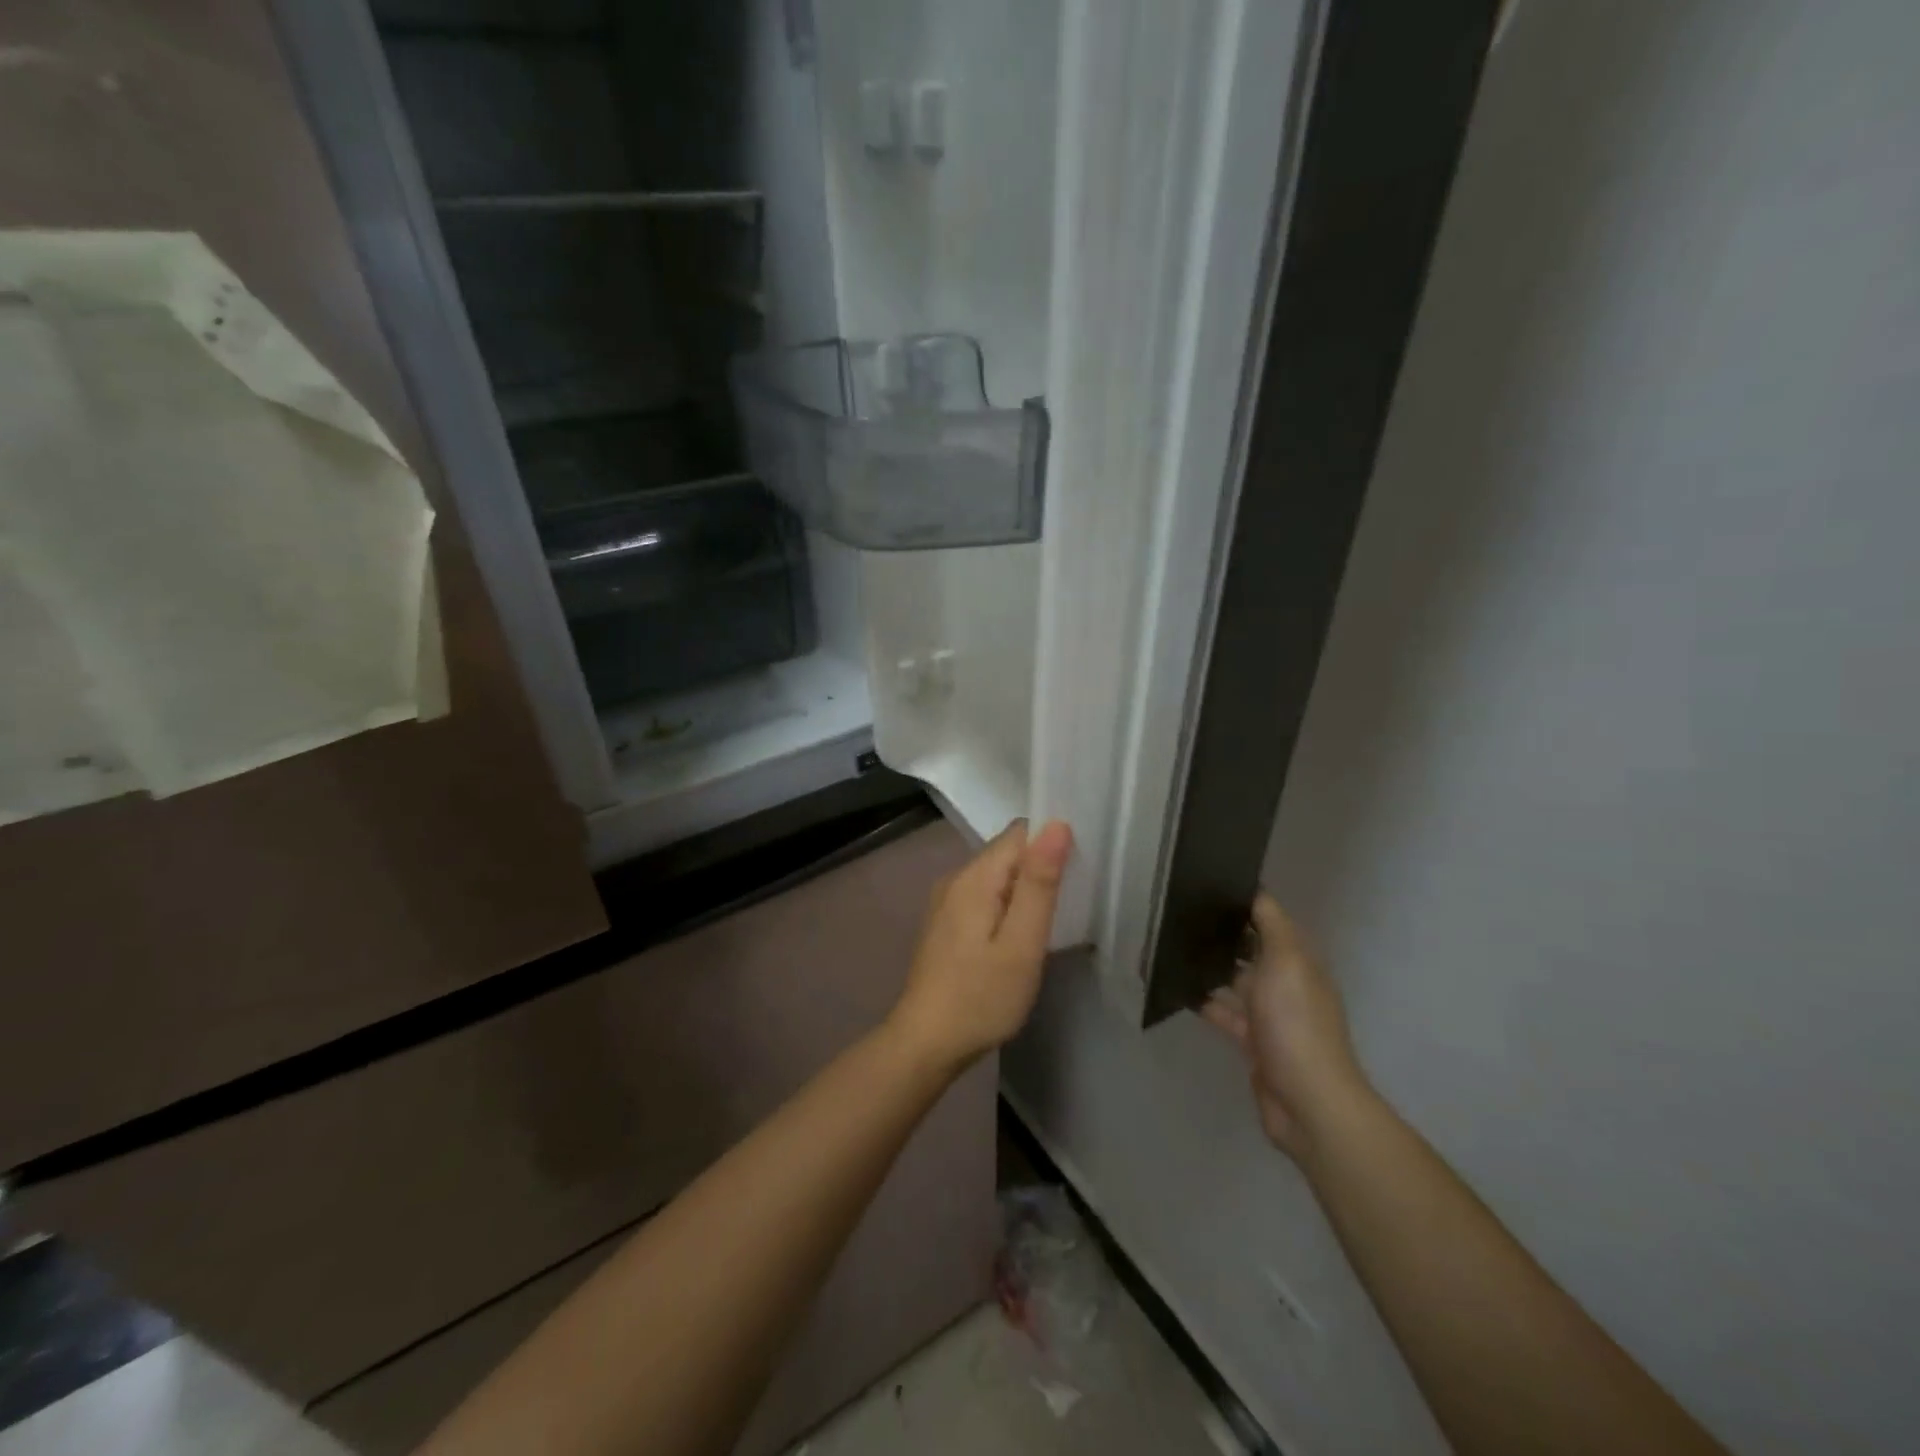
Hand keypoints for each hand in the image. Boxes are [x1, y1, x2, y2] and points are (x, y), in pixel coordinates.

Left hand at [888, 819, 1073, 1072]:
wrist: (926, 1044)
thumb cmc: (981, 997)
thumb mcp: (1022, 944)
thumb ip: (1039, 884)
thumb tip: (1057, 825)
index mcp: (974, 877)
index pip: (1020, 833)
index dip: (1052, 843)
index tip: (1077, 874)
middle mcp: (956, 878)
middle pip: (1008, 852)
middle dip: (1040, 868)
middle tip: (1067, 905)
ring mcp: (947, 901)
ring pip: (997, 876)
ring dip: (1025, 890)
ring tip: (1048, 924)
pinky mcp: (946, 923)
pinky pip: (985, 896)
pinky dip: (1007, 906)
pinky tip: (1018, 937)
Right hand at [1203, 894, 1368, 1160]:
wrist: (1306, 1100)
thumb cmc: (1295, 1023)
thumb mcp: (1285, 961)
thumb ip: (1270, 924)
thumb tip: (1255, 891)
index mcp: (1299, 960)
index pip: (1270, 920)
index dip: (1243, 902)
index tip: (1206, 884)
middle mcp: (1287, 983)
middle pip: (1251, 949)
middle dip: (1223, 934)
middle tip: (1179, 915)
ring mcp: (1271, 1015)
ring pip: (1236, 981)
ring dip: (1210, 967)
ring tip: (1171, 948)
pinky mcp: (1253, 1042)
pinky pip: (1225, 1012)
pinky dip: (1205, 1001)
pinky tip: (1178, 990)